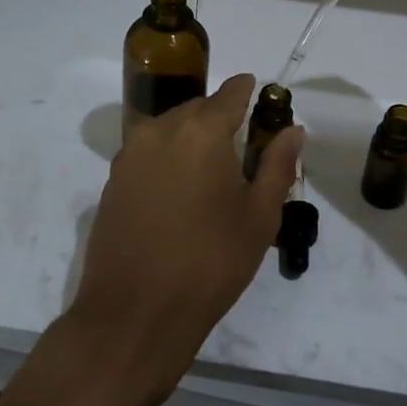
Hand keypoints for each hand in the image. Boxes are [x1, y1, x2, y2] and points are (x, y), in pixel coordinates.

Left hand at [66, 74, 303, 405]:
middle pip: (198, 108)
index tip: (261, 97)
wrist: (135, 314)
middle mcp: (160, 130)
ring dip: (192, 138)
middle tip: (242, 148)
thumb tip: (293, 129)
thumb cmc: (210, 262)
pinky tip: (180, 193)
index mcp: (200, 130)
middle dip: (220, 118)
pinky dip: (168, 158)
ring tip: (211, 173)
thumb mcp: (259, 216)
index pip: (230, 93)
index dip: (249, 91)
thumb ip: (278, 165)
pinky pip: (148, 152)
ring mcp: (130, 154)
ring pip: (170, 128)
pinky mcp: (113, 180)